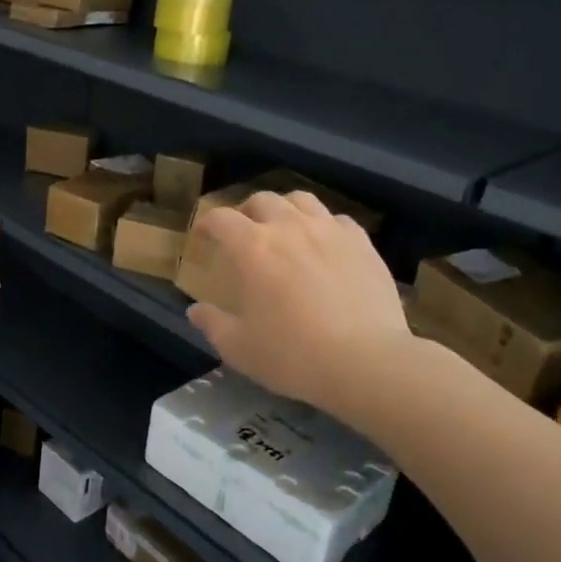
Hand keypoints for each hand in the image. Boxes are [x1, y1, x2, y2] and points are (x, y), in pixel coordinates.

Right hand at [186, 191, 414, 413]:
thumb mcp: (239, 348)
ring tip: (285, 229)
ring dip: (285, 209)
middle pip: (261, 200)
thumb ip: (213, 324)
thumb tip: (195, 311)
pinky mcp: (362, 242)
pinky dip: (323, 226)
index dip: (207, 223)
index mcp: (252, 247)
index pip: (221, 218)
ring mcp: (329, 230)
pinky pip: (337, 219)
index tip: (203, 235)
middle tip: (244, 233)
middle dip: (246, 212)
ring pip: (301, 200)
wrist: (366, 361)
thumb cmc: (293, 355)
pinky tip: (325, 245)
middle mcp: (289, 227)